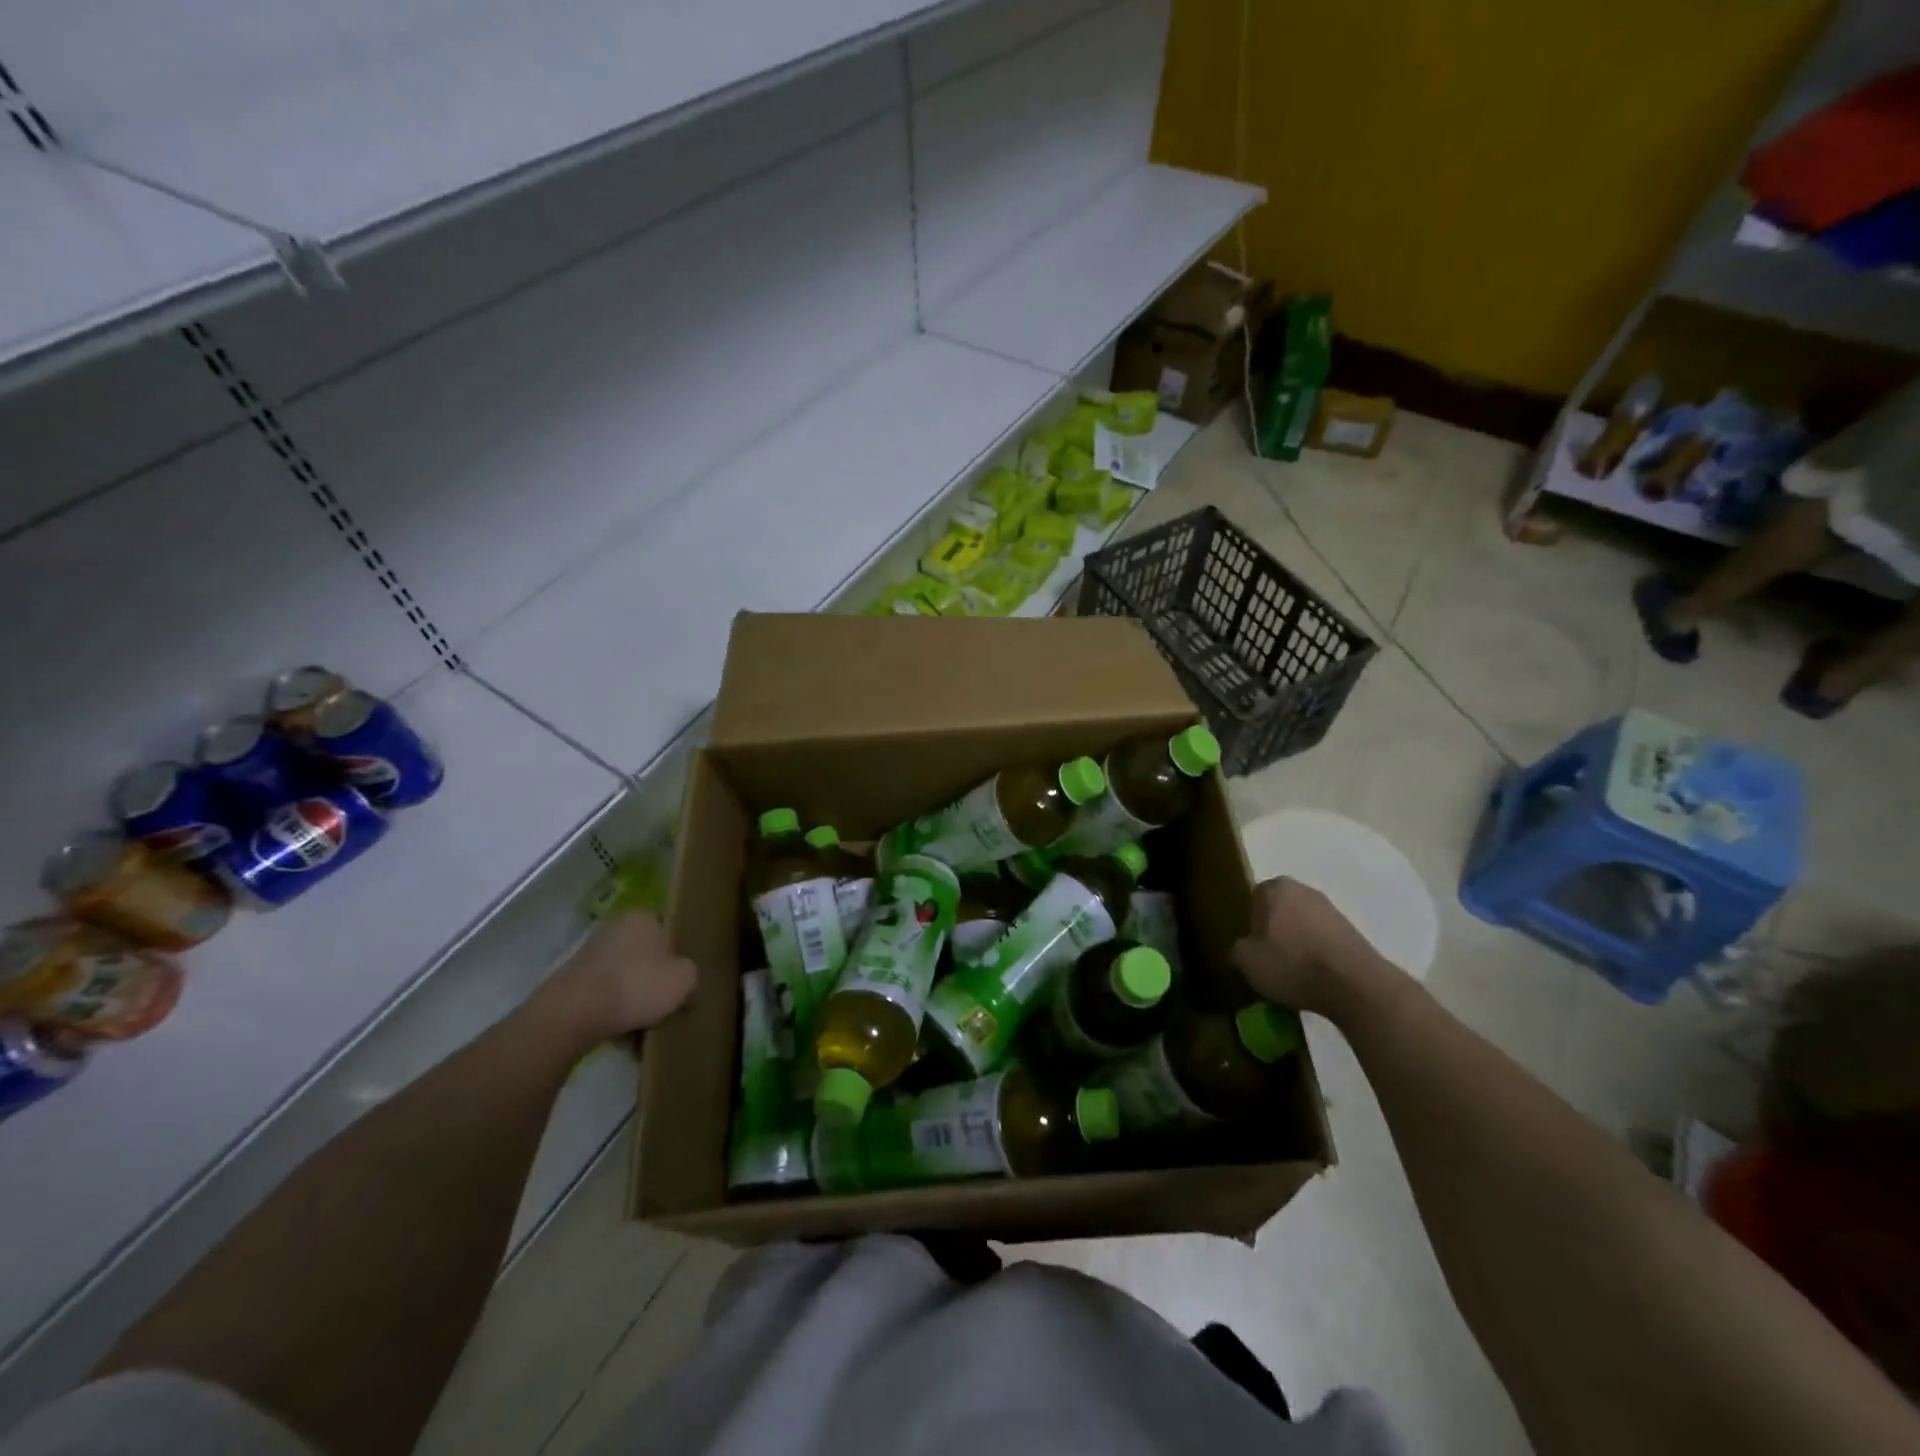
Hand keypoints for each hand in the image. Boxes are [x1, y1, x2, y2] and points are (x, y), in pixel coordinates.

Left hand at [538, 912, 696, 1044]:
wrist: (572, 1013)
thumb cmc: (636, 985)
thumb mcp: (684, 979)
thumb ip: (690, 972)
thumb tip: (682, 975)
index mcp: (643, 916)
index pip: (669, 929)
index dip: (680, 953)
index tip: (684, 977)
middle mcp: (615, 927)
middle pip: (646, 952)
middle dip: (654, 975)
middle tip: (667, 1000)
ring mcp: (589, 953)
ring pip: (624, 974)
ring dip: (633, 994)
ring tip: (644, 1021)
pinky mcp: (572, 979)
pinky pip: (604, 993)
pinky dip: (613, 1008)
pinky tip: (621, 1030)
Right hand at [1230, 877, 1383, 1020]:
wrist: (1356, 985)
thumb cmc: (1293, 964)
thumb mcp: (1248, 962)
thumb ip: (1238, 949)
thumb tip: (1243, 948)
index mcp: (1276, 888)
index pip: (1254, 898)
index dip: (1250, 922)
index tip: (1252, 946)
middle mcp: (1305, 890)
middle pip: (1281, 909)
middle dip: (1275, 930)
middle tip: (1269, 958)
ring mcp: (1333, 910)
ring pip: (1304, 925)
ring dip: (1298, 943)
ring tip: (1294, 973)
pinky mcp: (1354, 932)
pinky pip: (1324, 941)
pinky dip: (1318, 955)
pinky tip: (1316, 977)